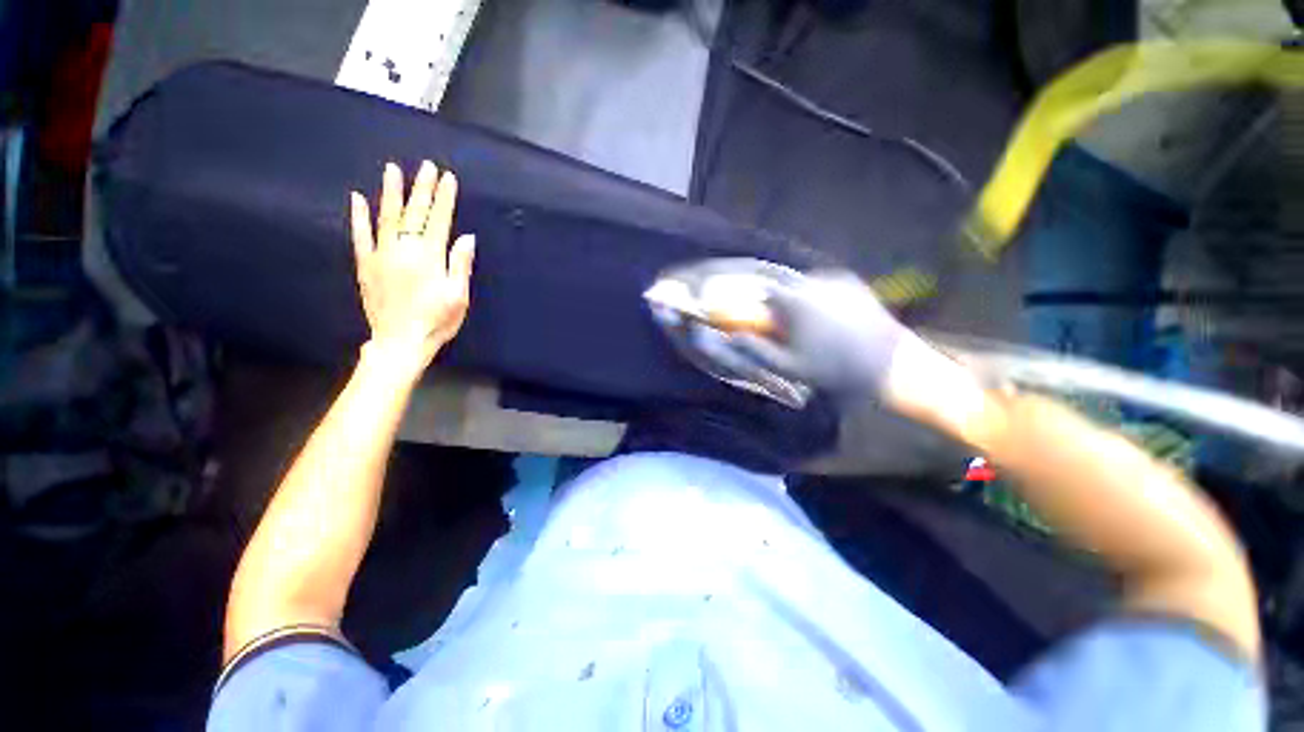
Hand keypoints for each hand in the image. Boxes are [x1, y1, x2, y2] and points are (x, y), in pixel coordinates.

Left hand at [350, 161, 475, 367]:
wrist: (400, 341)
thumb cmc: (437, 321)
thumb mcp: (458, 296)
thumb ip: (460, 264)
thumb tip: (466, 237)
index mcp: (430, 257)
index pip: (439, 221)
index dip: (444, 199)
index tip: (447, 178)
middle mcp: (404, 250)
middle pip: (415, 214)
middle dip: (422, 189)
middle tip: (426, 166)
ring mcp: (382, 255)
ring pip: (387, 217)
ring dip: (391, 193)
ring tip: (392, 169)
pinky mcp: (366, 265)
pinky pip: (360, 236)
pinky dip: (359, 217)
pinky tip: (357, 198)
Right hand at [736, 270, 912, 397]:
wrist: (889, 364)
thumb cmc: (834, 368)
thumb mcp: (789, 366)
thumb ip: (758, 350)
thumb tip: (735, 337)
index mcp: (795, 301)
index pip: (764, 291)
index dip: (760, 304)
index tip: (761, 319)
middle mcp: (814, 283)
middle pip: (784, 286)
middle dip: (780, 302)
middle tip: (787, 326)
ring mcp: (837, 280)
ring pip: (805, 284)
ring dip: (800, 299)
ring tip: (809, 325)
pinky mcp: (854, 284)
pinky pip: (826, 285)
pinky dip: (820, 297)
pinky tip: (828, 319)